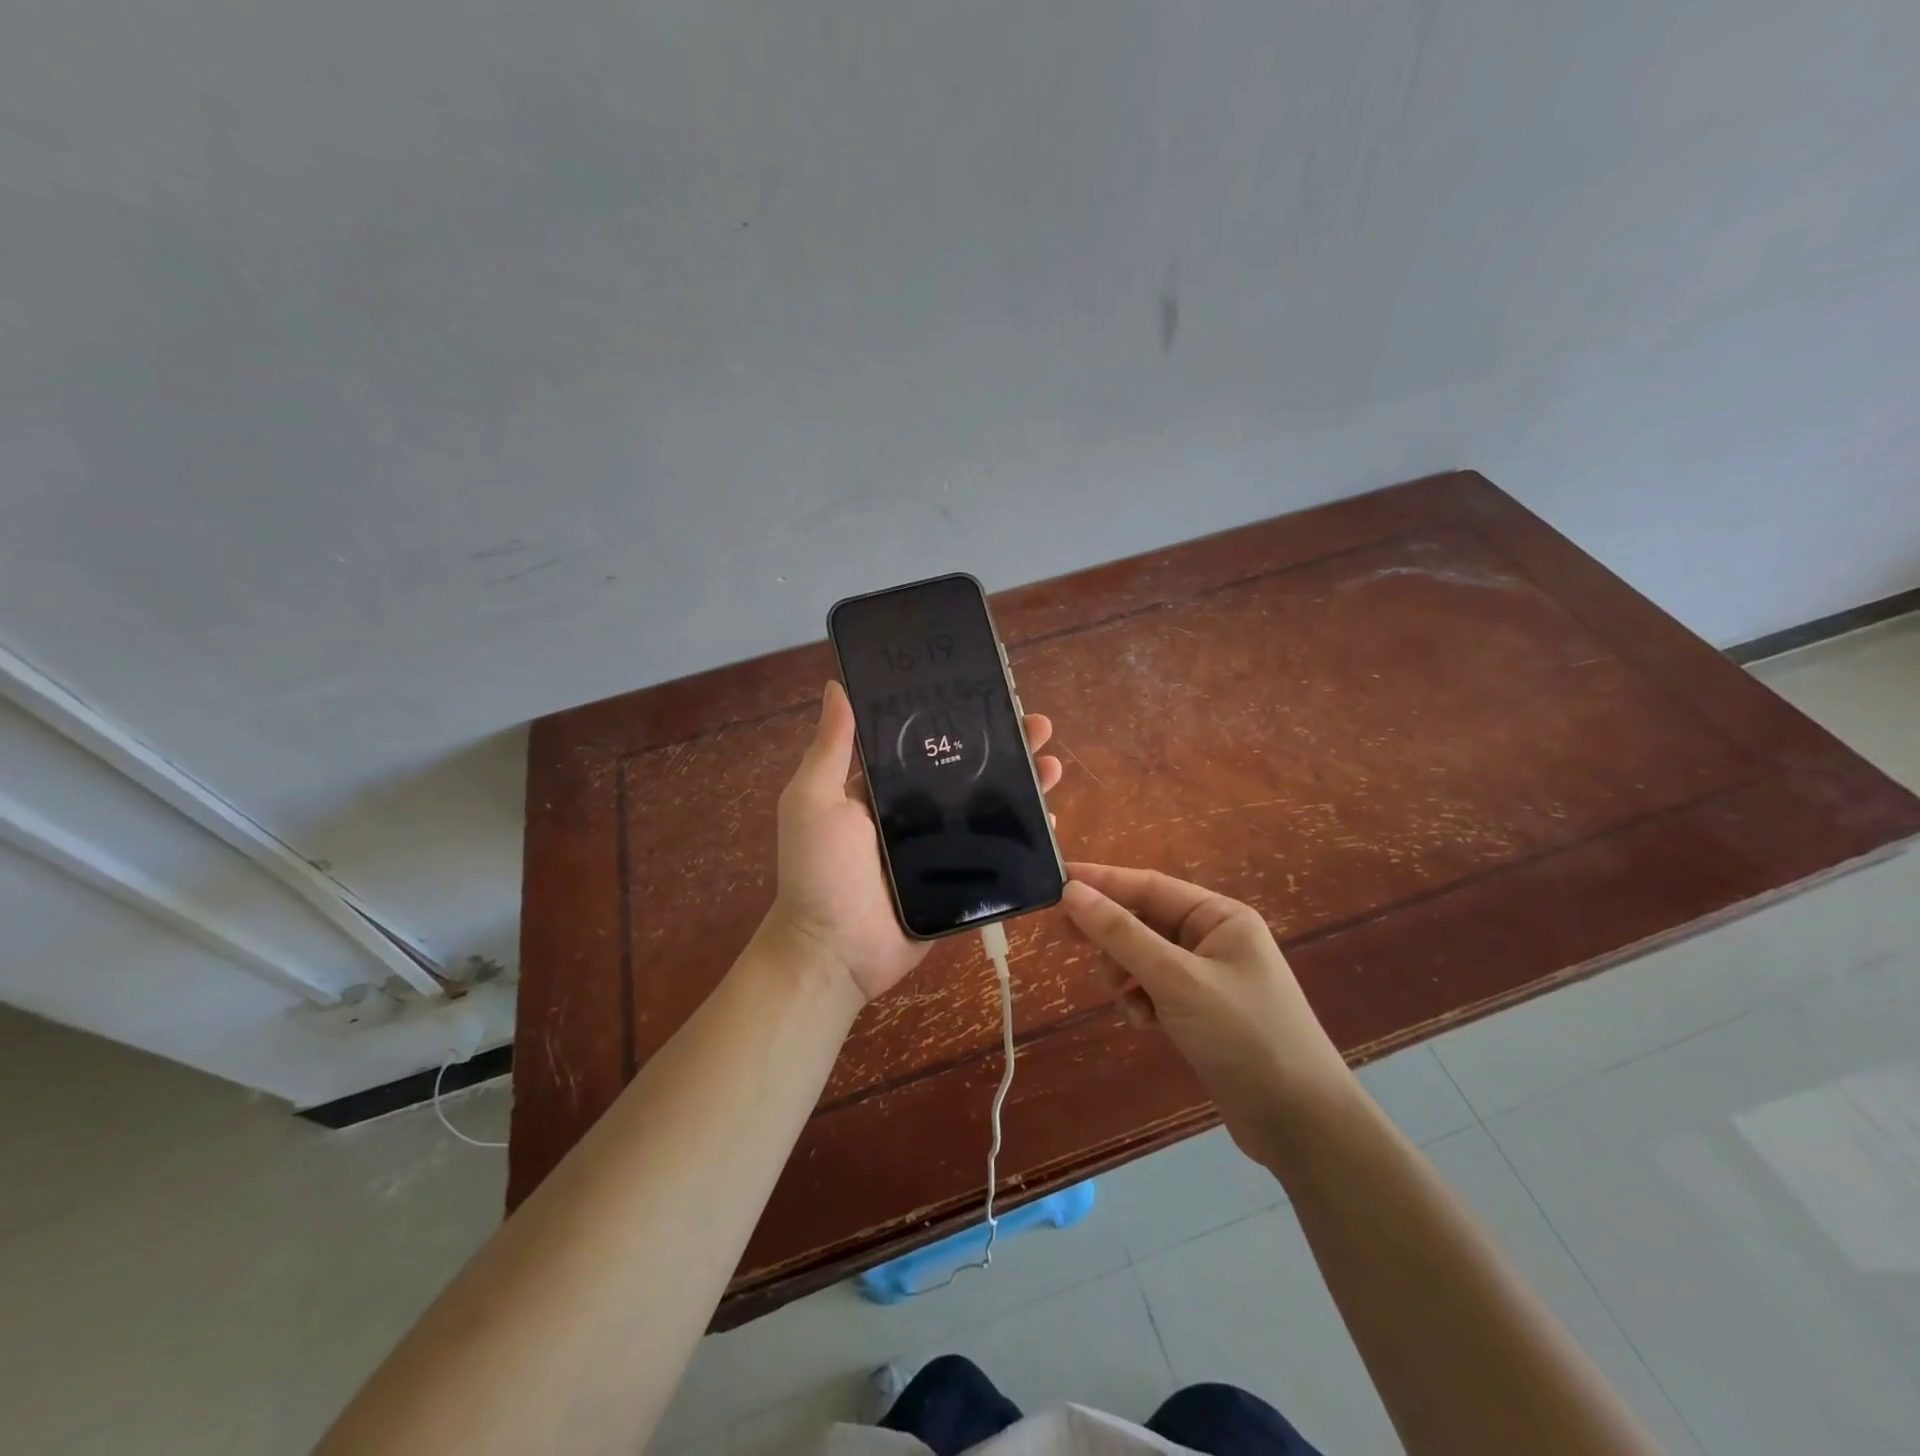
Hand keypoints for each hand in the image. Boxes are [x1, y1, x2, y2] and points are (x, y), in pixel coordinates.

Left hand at [766, 680, 1062, 1003]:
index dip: (960, 718)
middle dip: (1006, 746)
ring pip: (990, 807)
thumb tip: (838, 687)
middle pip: (969, 771)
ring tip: (1052, 765)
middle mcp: (916, 812)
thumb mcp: (813, 801)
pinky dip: (1025, 835)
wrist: (835, 953)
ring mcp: (941, 848)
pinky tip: (1050, 818)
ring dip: (1024, 784)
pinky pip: (998, 853)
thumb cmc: (820, 872)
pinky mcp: (961, 881)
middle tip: (1038, 726)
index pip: (928, 743)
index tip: (992, 695)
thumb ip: (830, 749)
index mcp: (883, 788)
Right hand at [1061, 862, 1354, 1164]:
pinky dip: (1141, 1000)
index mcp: (1220, 916)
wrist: (1300, 1125)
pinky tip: (1144, 1022)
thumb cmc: (1243, 1035)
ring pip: (1145, 957)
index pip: (1149, 885)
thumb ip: (1121, 934)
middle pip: (1145, 920)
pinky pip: (1156, 989)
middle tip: (1065, 937)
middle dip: (1110, 933)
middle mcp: (1215, 939)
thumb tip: (1071, 891)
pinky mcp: (1202, 1012)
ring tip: (1123, 997)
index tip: (1056, 880)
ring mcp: (1209, 977)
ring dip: (1125, 973)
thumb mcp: (1175, 979)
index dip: (1101, 881)